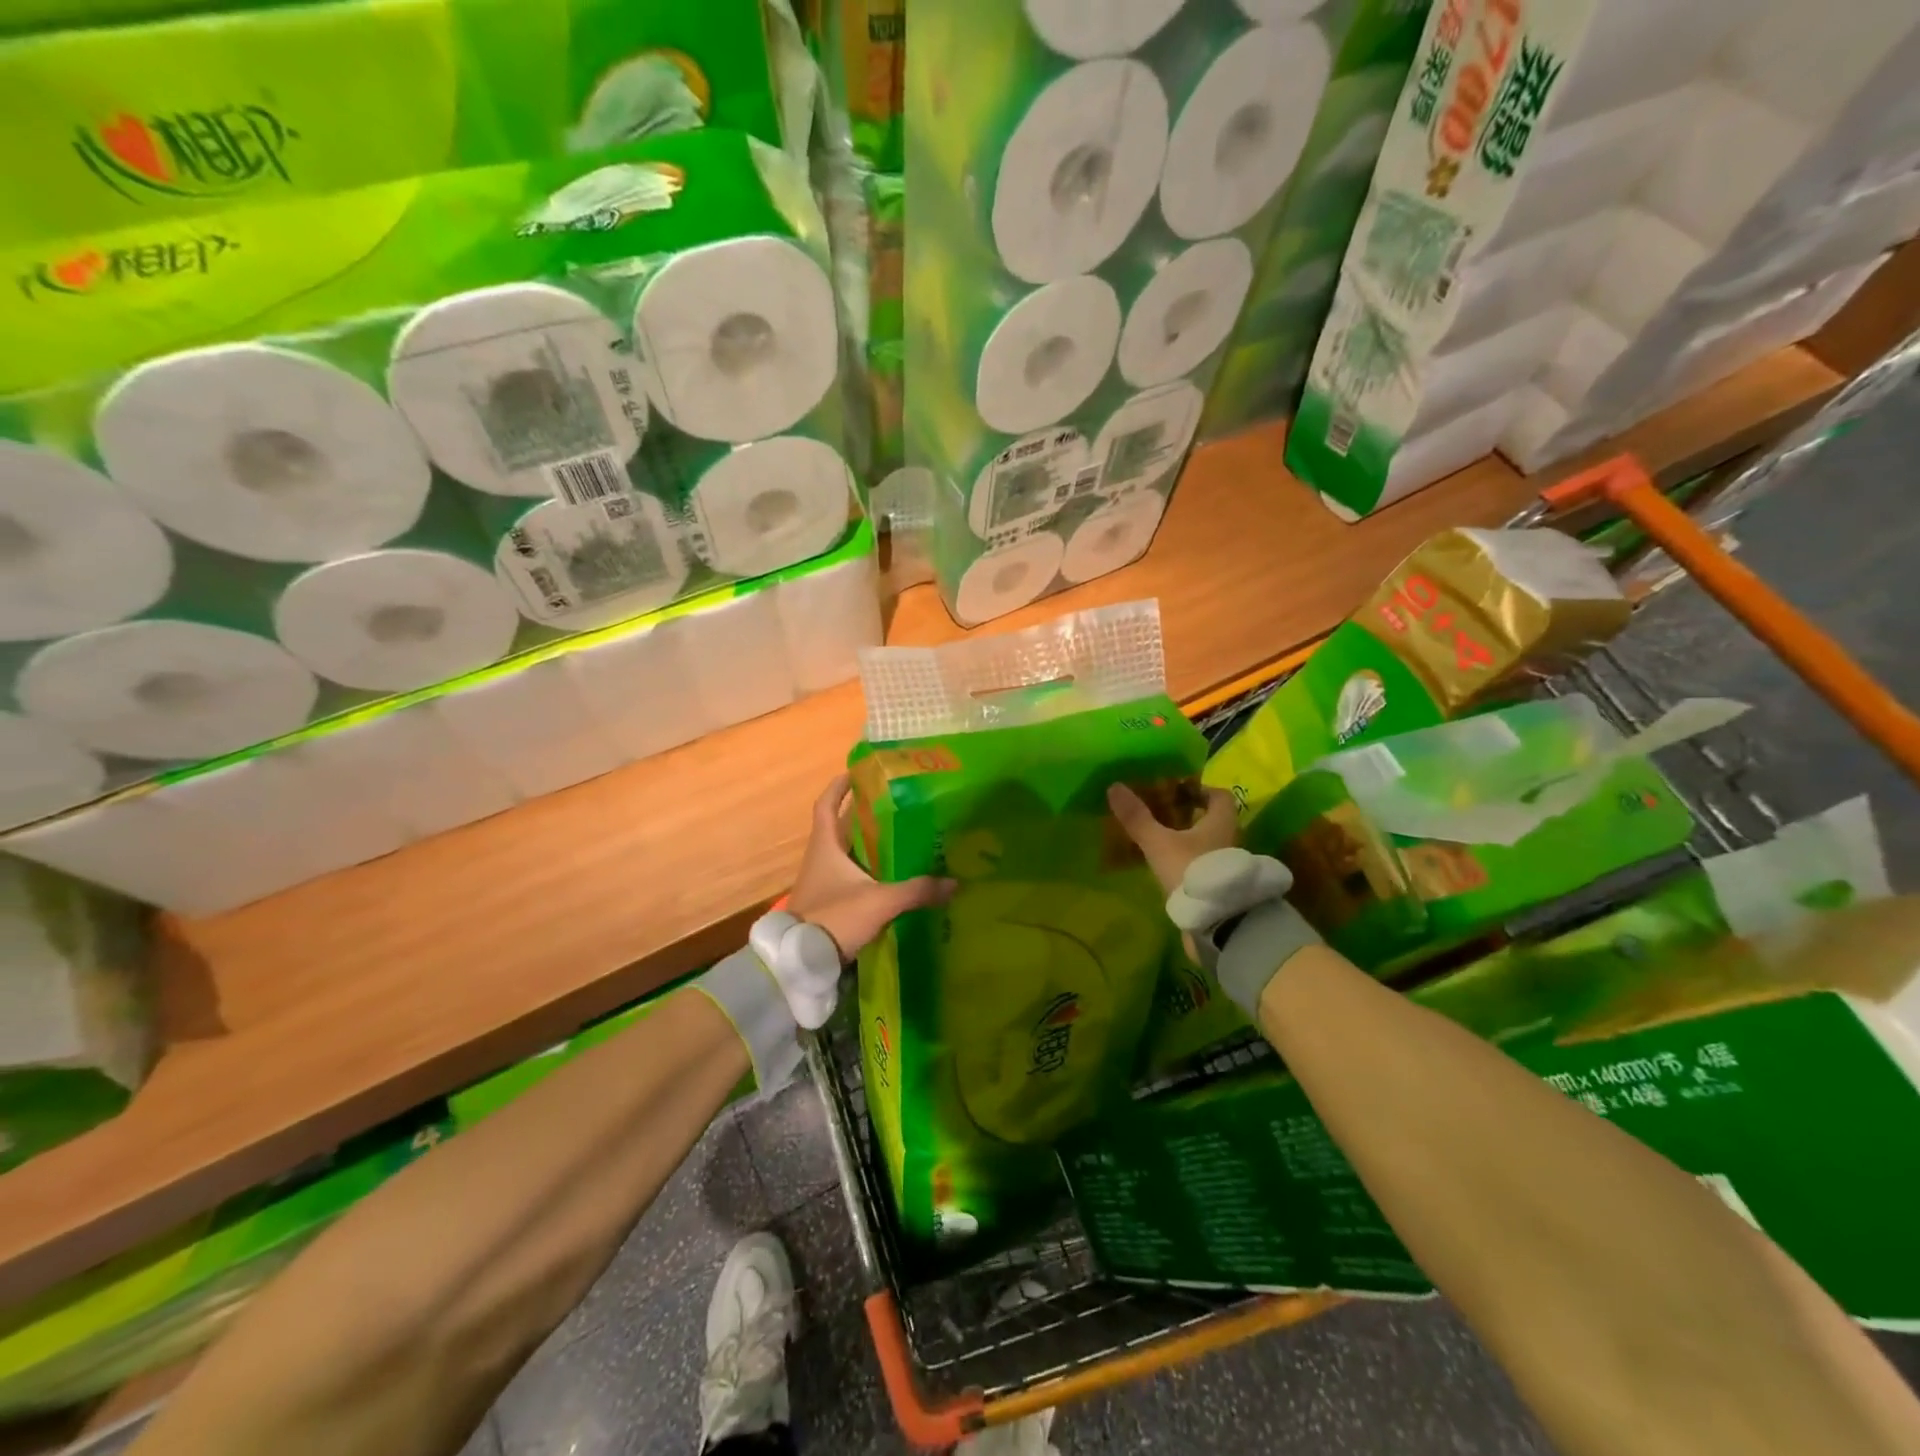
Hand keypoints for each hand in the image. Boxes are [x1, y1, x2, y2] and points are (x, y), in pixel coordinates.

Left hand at [788, 775, 954, 959]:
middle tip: (895, 804)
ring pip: (846, 853)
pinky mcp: (827, 903)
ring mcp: (821, 881)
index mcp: (825, 846)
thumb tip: (953, 883)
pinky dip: (867, 871)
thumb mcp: (879, 902)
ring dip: (867, 844)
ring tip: (900, 836)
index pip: (827, 804)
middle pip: (841, 827)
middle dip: (863, 814)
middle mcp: (820, 858)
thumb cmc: (833, 918)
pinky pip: (849, 876)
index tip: (857, 772)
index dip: (839, 786)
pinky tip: (890, 876)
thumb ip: (916, 891)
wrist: (800, 963)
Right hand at [1107, 783, 1239, 895]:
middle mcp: (1230, 838)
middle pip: (1213, 818)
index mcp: (1222, 821)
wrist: (1216, 922)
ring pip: (1209, 841)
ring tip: (1160, 838)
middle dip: (1189, 814)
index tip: (1176, 791)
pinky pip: (1204, 862)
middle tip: (1162, 813)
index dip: (1199, 789)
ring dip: (1189, 838)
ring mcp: (1226, 863)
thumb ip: (1137, 818)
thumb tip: (1114, 787)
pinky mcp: (1220, 884)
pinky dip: (1189, 858)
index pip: (1219, 795)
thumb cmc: (1191, 871)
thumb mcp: (1158, 843)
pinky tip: (1168, 865)